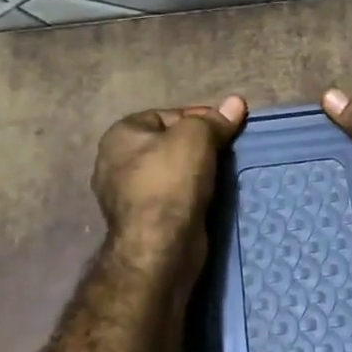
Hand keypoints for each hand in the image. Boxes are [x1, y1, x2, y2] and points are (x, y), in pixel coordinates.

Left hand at [92, 96, 247, 265]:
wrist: (160, 248)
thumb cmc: (171, 181)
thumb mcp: (196, 137)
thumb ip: (214, 120)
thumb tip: (236, 102)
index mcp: (120, 135)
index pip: (166, 115)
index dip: (198, 117)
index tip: (226, 127)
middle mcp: (115, 162)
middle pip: (168, 143)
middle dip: (198, 145)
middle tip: (227, 149)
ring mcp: (126, 195)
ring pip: (171, 172)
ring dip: (196, 171)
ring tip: (224, 172)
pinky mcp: (142, 221)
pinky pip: (172, 196)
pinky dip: (190, 194)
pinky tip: (211, 195)